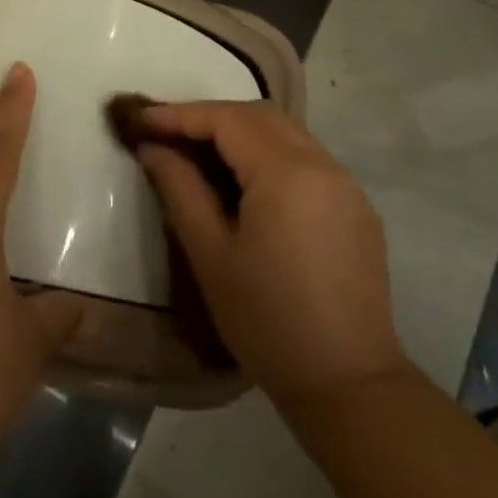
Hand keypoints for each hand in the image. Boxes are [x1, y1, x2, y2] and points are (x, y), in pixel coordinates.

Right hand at [135, 101, 406, 407]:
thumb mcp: (210, 255)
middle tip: (167, 133)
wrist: (348, 383)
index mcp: (287, 173)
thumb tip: (153, 147)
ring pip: (286, 133)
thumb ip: (180, 189)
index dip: (180, 114)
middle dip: (210, 117)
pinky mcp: (356, 206)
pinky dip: (269, 154)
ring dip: (241, 132)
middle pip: (259, 116)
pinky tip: (246, 181)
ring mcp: (347, 184)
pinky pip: (307, 158)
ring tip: (199, 153)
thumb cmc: (267, 321)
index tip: (141, 119)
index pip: (227, 119)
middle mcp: (323, 164)